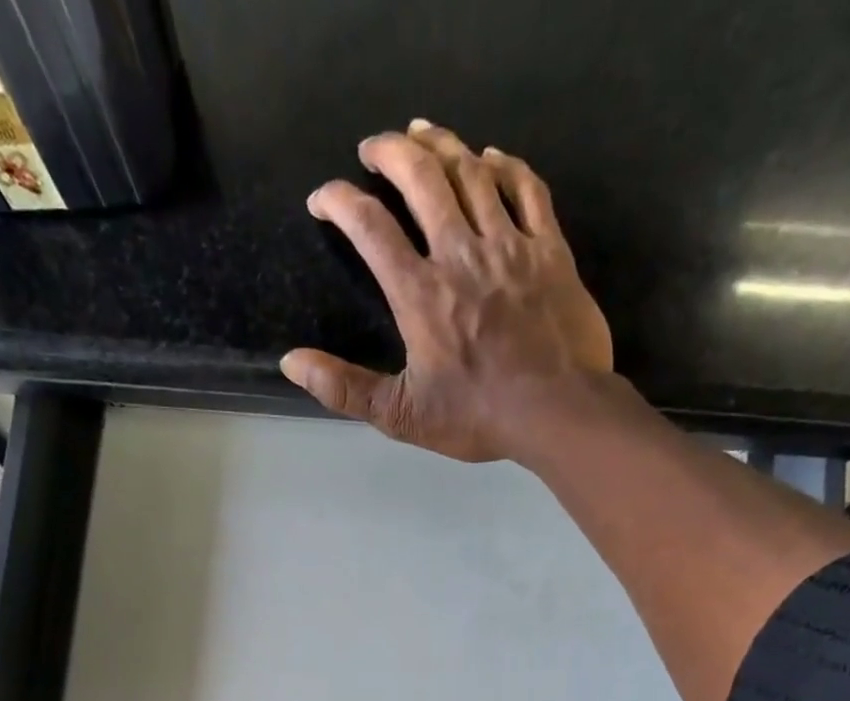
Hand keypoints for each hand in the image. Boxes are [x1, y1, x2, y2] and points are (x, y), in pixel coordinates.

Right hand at [281, 120, 613, 463]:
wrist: (558, 411)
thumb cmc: (477, 417)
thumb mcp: (402, 415)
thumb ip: (345, 389)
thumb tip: (291, 362)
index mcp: (420, 294)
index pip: (370, 227)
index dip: (339, 201)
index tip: (323, 198)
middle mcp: (461, 254)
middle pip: (422, 178)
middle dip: (390, 152)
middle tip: (373, 147)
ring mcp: (509, 246)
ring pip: (472, 172)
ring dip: (442, 146)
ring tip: (422, 135)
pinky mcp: (550, 250)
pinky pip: (527, 188)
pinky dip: (506, 166)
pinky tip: (491, 158)